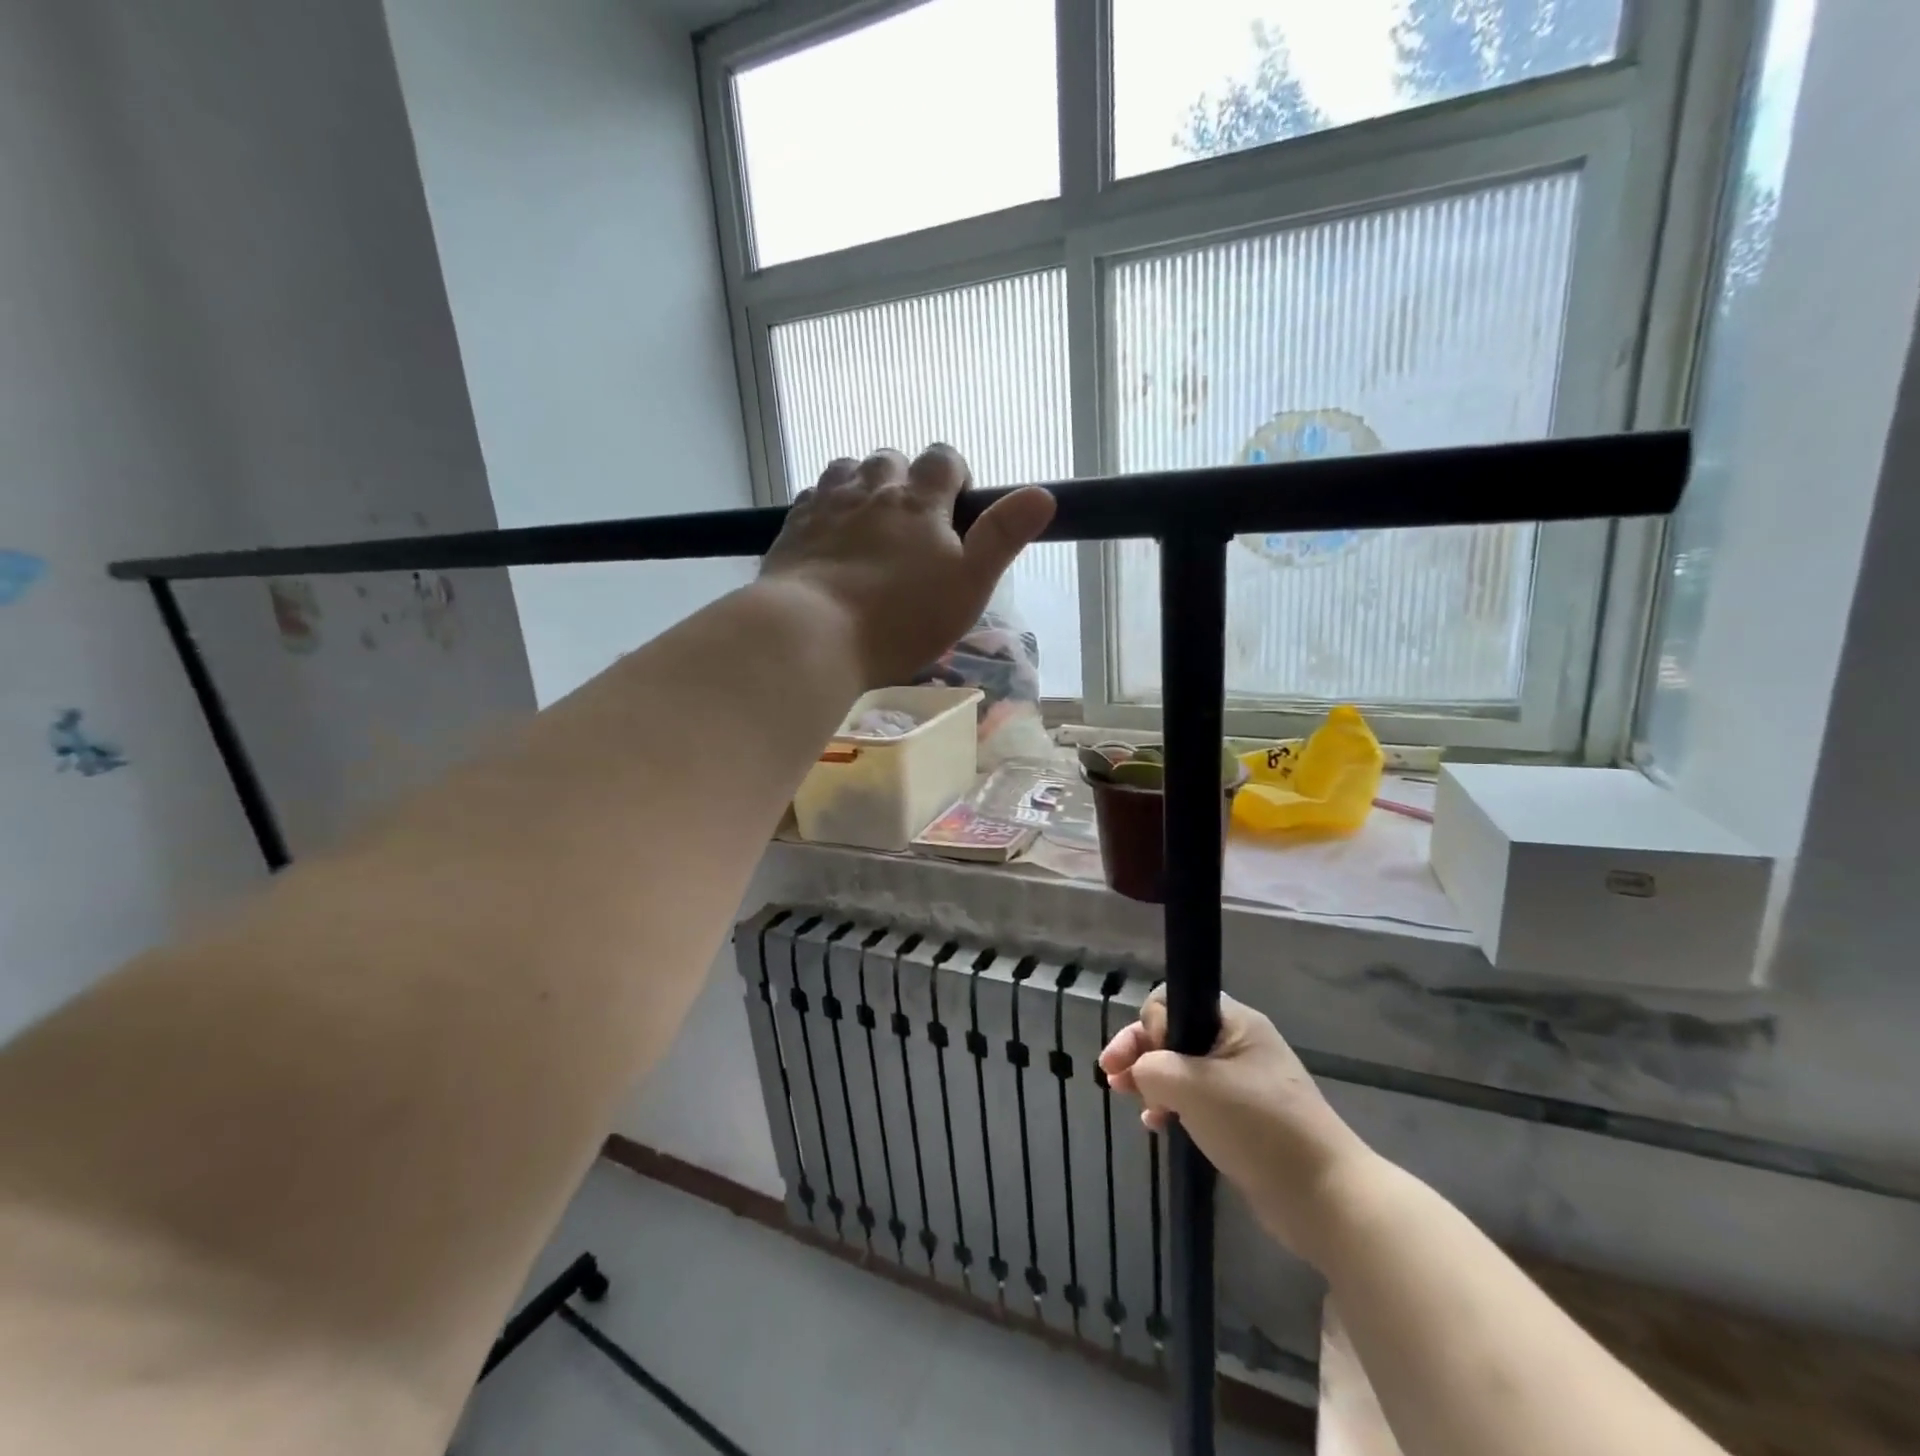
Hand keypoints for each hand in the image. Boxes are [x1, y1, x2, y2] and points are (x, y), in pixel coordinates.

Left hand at [759, 446, 1055, 687]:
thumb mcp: (968, 584)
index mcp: (919, 501)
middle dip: (906, 479)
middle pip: (891, 458)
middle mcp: (871, 489)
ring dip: (863, 484)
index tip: (957, 505)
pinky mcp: (792, 527)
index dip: (955, 473)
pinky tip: (829, 533)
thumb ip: (1003, 537)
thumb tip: (1043, 494)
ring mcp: (826, 504)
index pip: (944, 459)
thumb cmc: (901, 618)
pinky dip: (826, 504)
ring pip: (847, 469)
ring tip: (869, 522)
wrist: (812, 634)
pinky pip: (812, 496)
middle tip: (912, 524)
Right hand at [1099, 988, 1374, 1260]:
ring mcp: (1241, 1083)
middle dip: (1140, 1051)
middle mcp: (1238, 1044)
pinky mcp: (1242, 1119)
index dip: (1149, 1024)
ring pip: (1182, 1068)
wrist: (1325, 1197)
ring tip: (1125, 1097)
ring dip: (1151, 1079)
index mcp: (1234, 1023)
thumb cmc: (1258, 1126)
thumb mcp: (1195, 1087)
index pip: (1175, 1001)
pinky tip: (1155, 1124)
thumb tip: (1141, 1073)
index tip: (1139, 1057)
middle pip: (1175, 1033)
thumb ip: (1153, 1068)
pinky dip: (1171, 1106)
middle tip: (1110, 1074)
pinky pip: (1196, 1100)